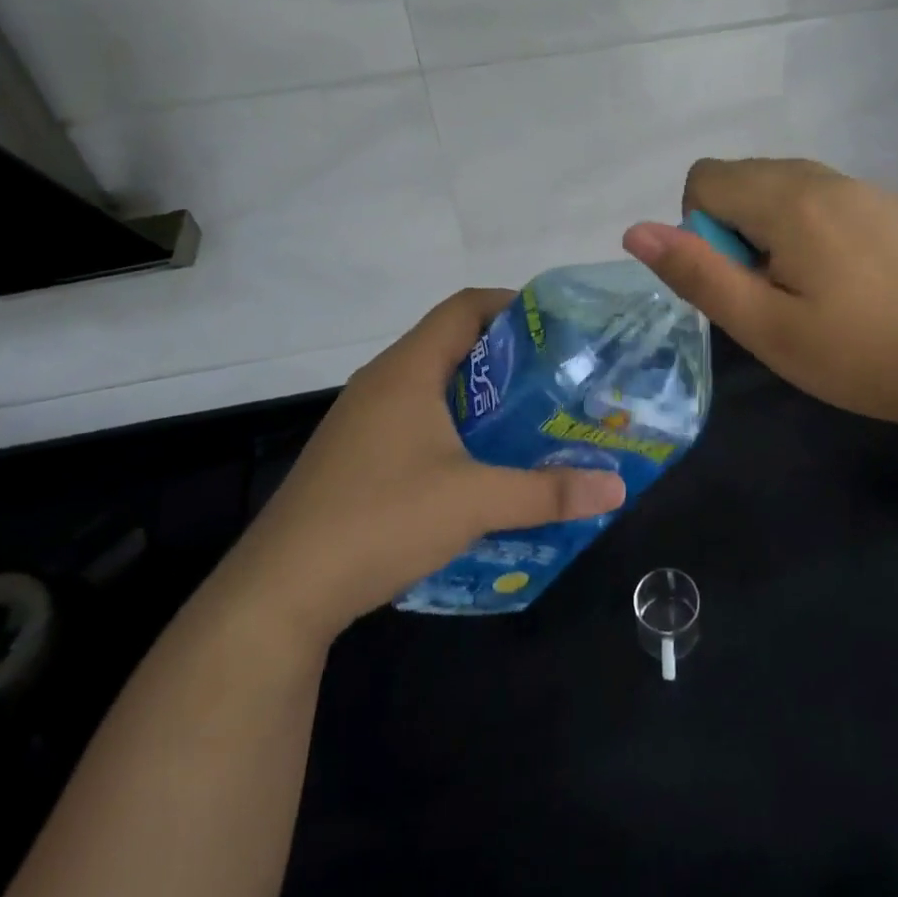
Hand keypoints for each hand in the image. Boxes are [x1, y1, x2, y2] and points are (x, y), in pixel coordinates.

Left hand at [217, 288, 626, 637]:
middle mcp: (381, 382)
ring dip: (477, 394)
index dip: (511, 305)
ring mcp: (362, 419)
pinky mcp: (353, 454)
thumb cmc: (381, 520)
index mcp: (408, 370)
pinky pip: (412, 417)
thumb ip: (547, 492)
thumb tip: (616, 489)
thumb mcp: (474, 504)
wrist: (281, 590)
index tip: (556, 327)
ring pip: (431, 384)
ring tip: (527, 417)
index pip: (464, 307)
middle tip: (555, 377)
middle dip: (504, 356)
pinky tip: (477, 463)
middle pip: (451, 343)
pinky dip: (451, 424)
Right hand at [623, 157, 897, 441]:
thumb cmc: (864, 355)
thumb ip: (697, 274)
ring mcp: (866, 189)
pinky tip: (851, 285)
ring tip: (810, 293)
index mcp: (788, 199)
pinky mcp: (895, 208)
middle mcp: (824, 177)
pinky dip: (813, 230)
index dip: (700, 231)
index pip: (704, 179)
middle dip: (736, 230)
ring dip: (773, 230)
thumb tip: (634, 230)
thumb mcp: (767, 328)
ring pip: (786, 188)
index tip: (738, 282)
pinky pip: (827, 200)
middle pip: (744, 178)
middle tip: (773, 296)